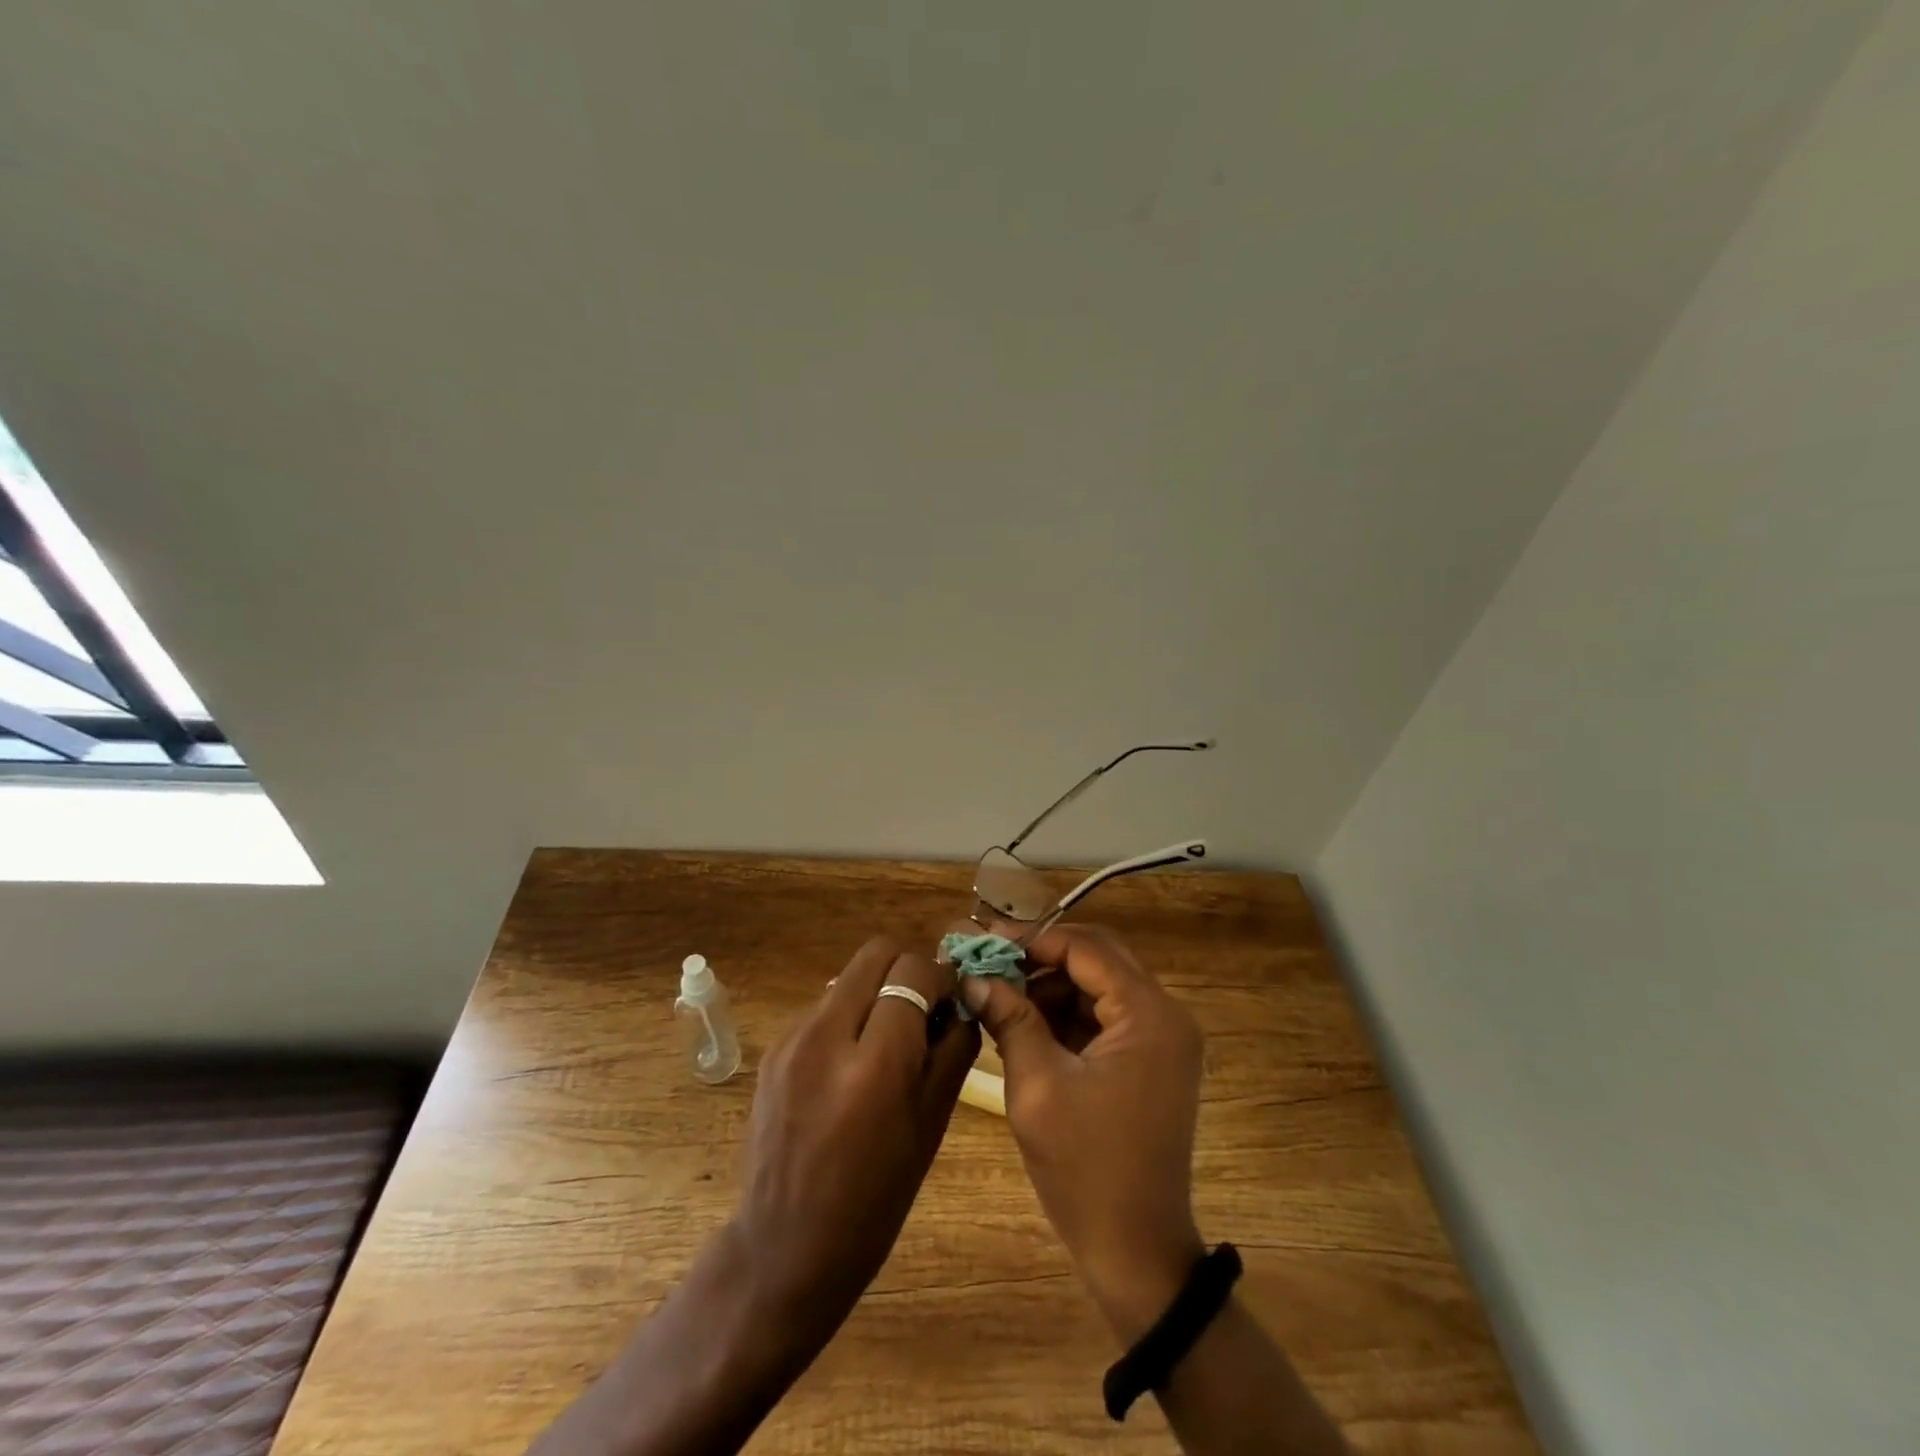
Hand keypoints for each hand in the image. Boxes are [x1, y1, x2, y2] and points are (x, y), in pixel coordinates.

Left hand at [732, 937, 978, 1349]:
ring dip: (877, 991)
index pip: (912, 971)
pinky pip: (823, 1006)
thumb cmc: (874, 1199)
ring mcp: (792, 1039)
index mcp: (874, 1066)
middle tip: (924, 1007)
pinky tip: (853, 1061)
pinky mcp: (773, 1048)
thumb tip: (963, 1001)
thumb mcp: (932, 1125)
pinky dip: (849, 1014)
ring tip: (889, 1038)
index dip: (940, 976)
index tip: (951, 999)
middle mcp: (826, 1037)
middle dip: (908, 968)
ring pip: (849, 976)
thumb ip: (954, 1050)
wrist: (784, 1248)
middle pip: (876, 952)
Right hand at [960, 922, 1205, 1343]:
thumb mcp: (1037, 1086)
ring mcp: (1163, 1039)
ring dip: (1052, 985)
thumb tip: (973, 978)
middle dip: (1042, 959)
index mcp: (1148, 1014)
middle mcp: (1165, 1015)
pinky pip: (1106, 1017)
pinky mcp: (1152, 1061)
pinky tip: (1025, 1023)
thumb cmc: (1085, 1168)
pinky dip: (1067, 1015)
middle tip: (991, 964)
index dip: (1033, 940)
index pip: (1087, 949)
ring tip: (1000, 996)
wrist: (1136, 1252)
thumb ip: (1010, 1019)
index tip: (985, 942)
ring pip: (1100, 986)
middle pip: (1098, 959)